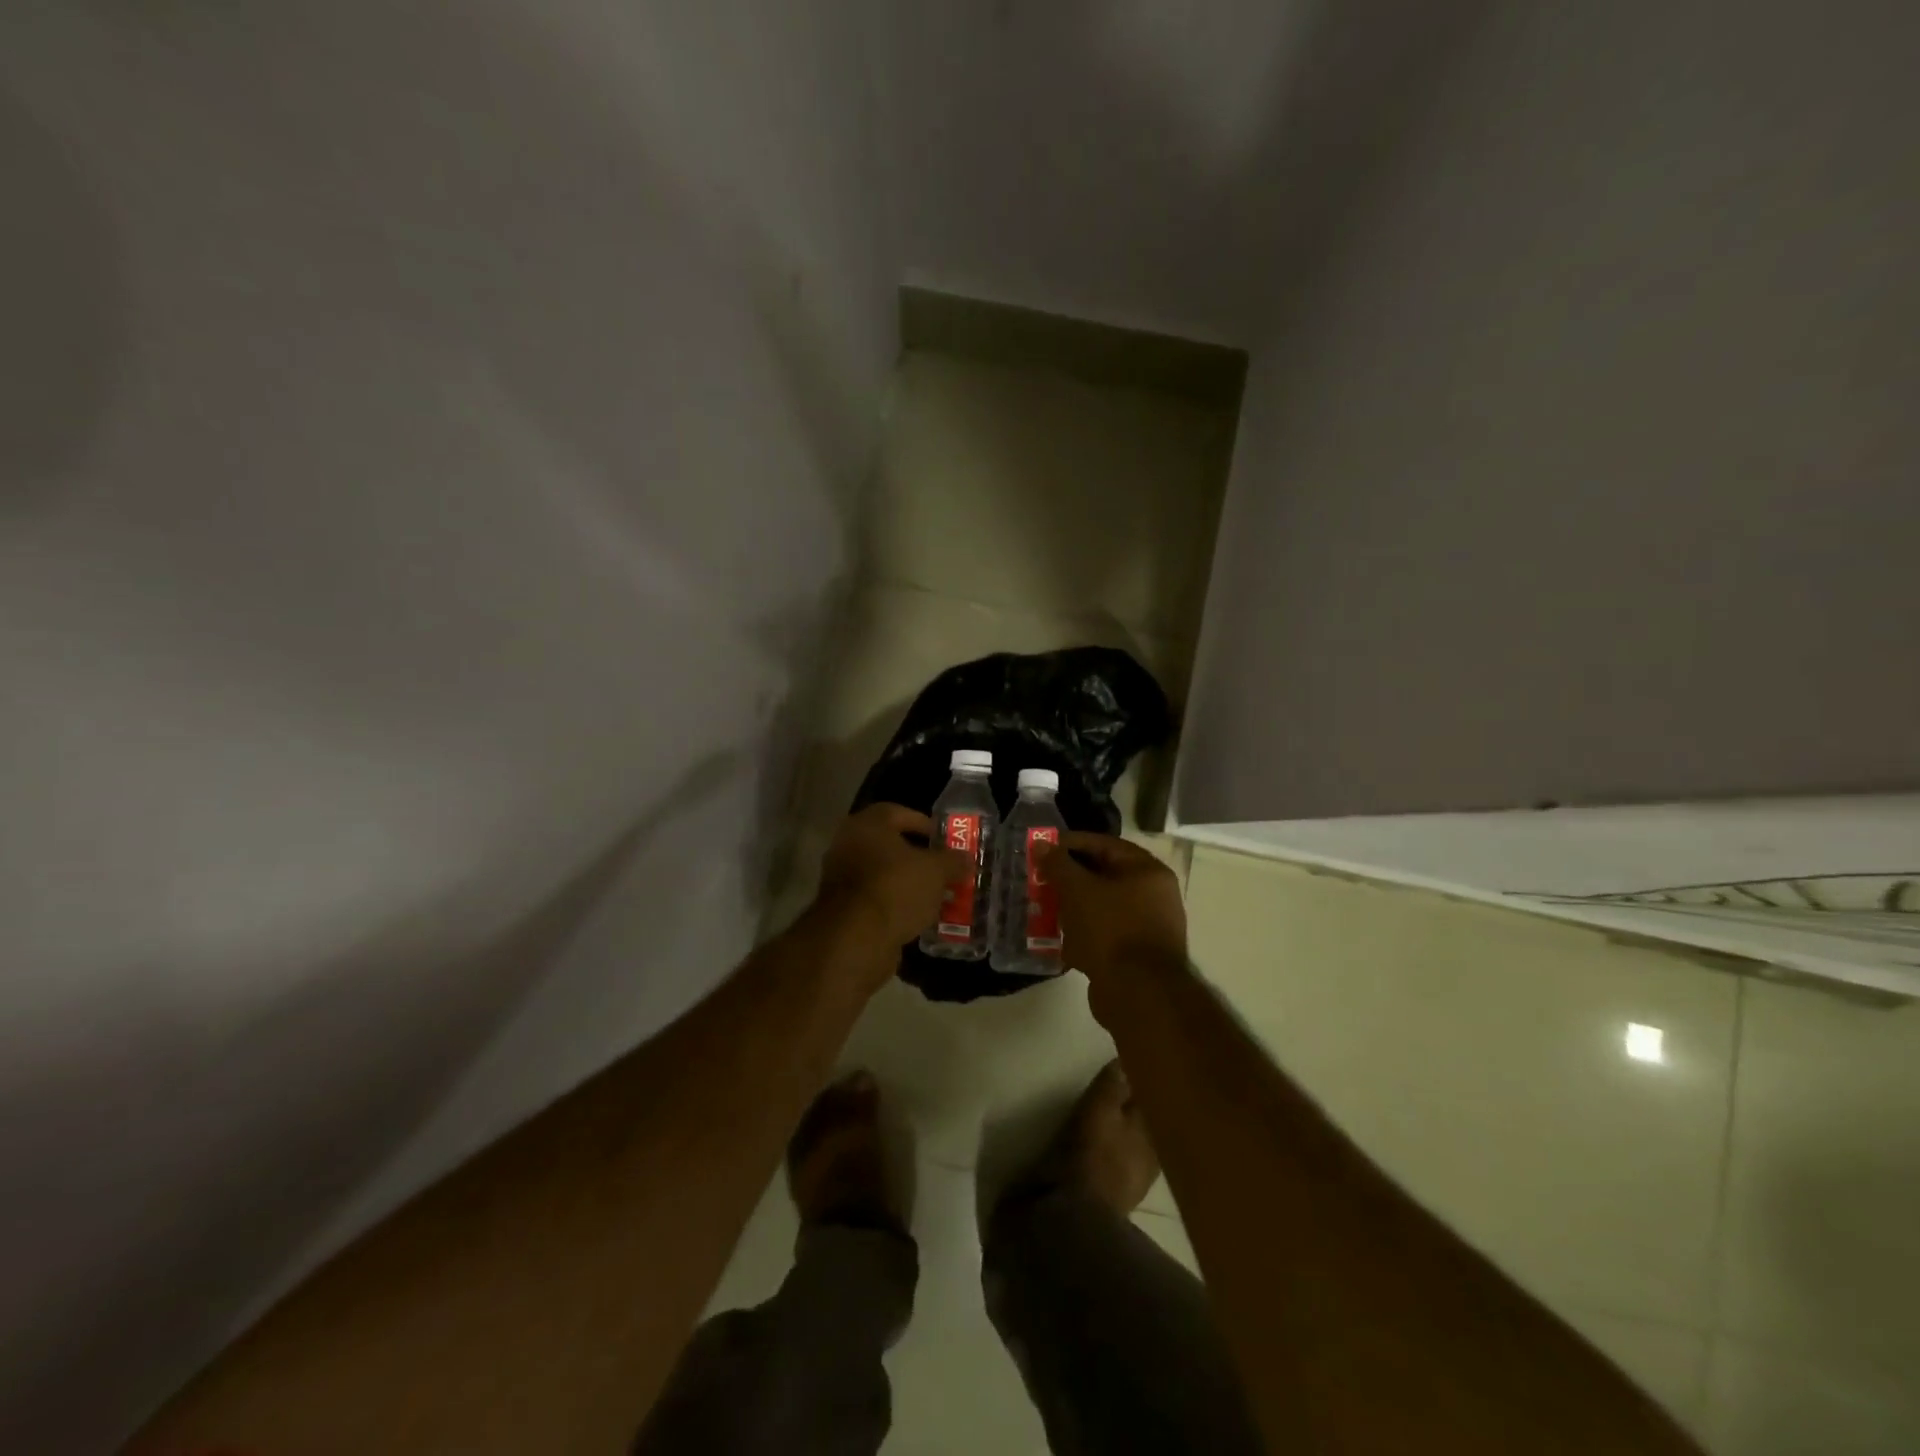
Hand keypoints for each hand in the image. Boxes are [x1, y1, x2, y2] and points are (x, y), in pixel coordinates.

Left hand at [815, 804, 966, 954]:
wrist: (855, 939)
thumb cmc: (895, 888)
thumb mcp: (936, 871)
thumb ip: (953, 861)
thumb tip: (966, 859)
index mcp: (866, 825)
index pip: (898, 813)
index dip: (924, 824)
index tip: (945, 840)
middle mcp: (848, 846)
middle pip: (890, 846)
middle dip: (919, 858)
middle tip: (944, 869)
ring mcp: (842, 880)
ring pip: (884, 875)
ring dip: (909, 884)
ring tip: (937, 896)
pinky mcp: (843, 910)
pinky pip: (877, 900)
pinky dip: (896, 905)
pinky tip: (919, 917)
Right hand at [1039, 832, 1187, 986]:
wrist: (1139, 994)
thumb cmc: (1110, 930)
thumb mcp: (1077, 890)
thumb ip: (1058, 864)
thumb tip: (1042, 845)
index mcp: (1148, 871)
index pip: (1105, 845)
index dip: (1071, 844)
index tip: (1042, 849)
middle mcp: (1154, 896)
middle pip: (1104, 876)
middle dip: (1070, 878)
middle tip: (1040, 880)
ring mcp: (1147, 927)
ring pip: (1102, 908)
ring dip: (1074, 908)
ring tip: (1044, 909)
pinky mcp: (1136, 956)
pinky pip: (1105, 935)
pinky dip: (1084, 934)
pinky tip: (1061, 941)